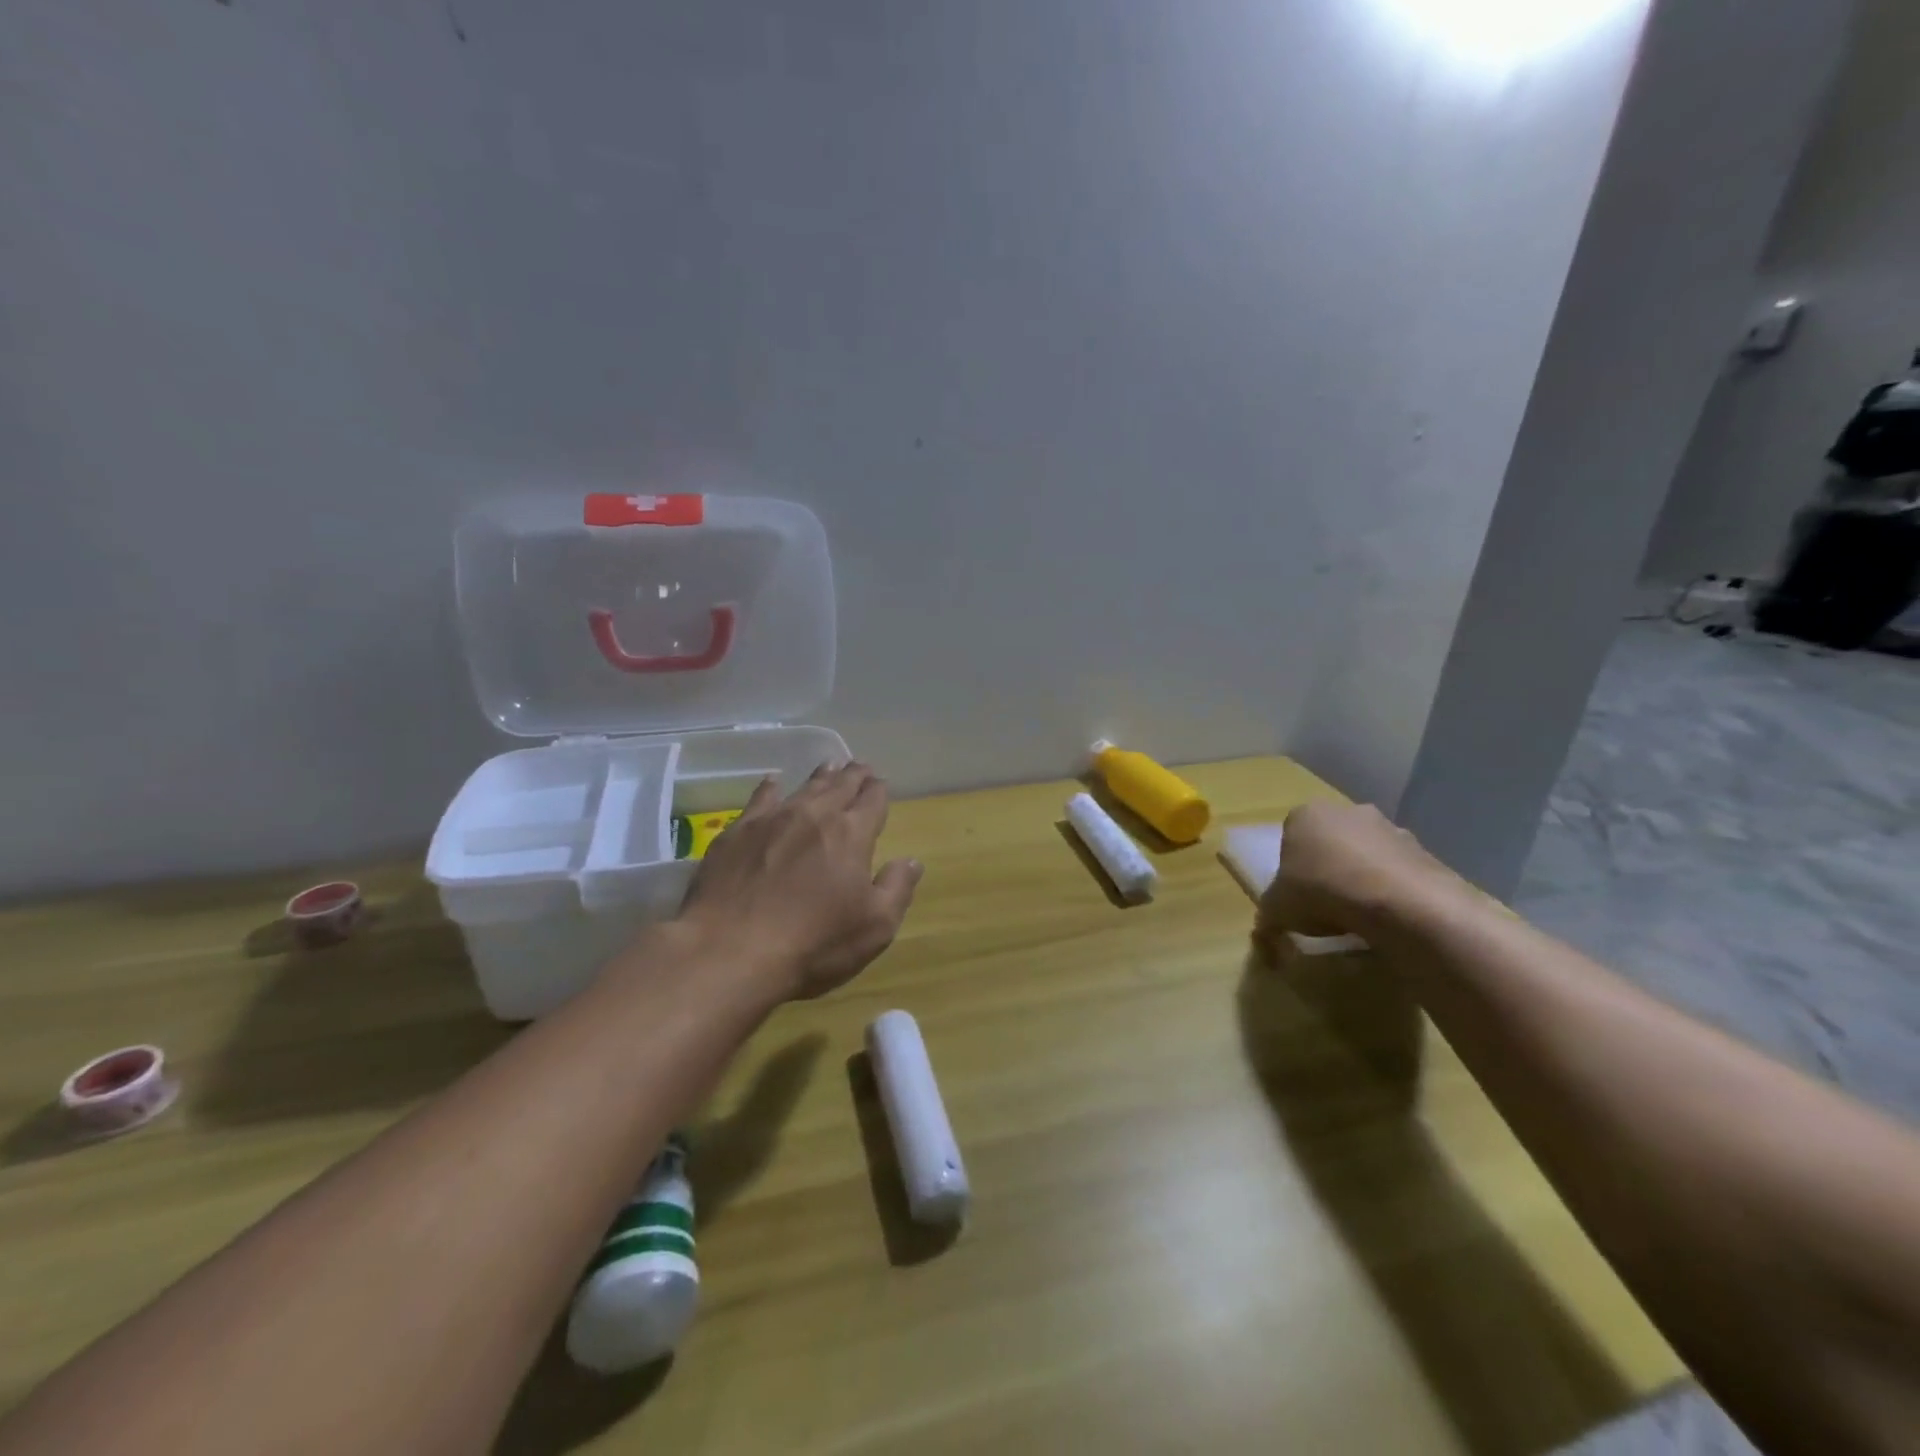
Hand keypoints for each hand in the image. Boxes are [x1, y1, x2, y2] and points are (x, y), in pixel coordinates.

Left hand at [678, 763, 922, 1002]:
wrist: (730, 950)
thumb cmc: (813, 943)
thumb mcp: (874, 927)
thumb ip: (897, 888)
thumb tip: (911, 861)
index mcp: (851, 834)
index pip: (872, 801)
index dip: (878, 790)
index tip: (881, 784)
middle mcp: (814, 815)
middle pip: (839, 785)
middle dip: (853, 775)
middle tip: (860, 767)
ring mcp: (772, 820)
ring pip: (804, 787)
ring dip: (821, 777)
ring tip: (829, 767)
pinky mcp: (737, 832)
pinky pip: (760, 798)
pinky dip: (771, 787)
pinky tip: (773, 782)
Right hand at [1257, 801, 1463, 944]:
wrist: (1398, 901)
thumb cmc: (1321, 891)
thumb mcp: (1277, 910)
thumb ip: (1267, 920)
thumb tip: (1265, 942)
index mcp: (1305, 814)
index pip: (1291, 837)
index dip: (1292, 869)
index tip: (1297, 895)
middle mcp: (1347, 811)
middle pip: (1331, 842)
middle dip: (1329, 869)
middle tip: (1326, 905)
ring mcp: (1390, 828)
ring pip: (1367, 855)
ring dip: (1362, 879)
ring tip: (1360, 916)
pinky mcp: (1424, 851)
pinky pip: (1398, 872)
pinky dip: (1393, 891)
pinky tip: (1388, 918)